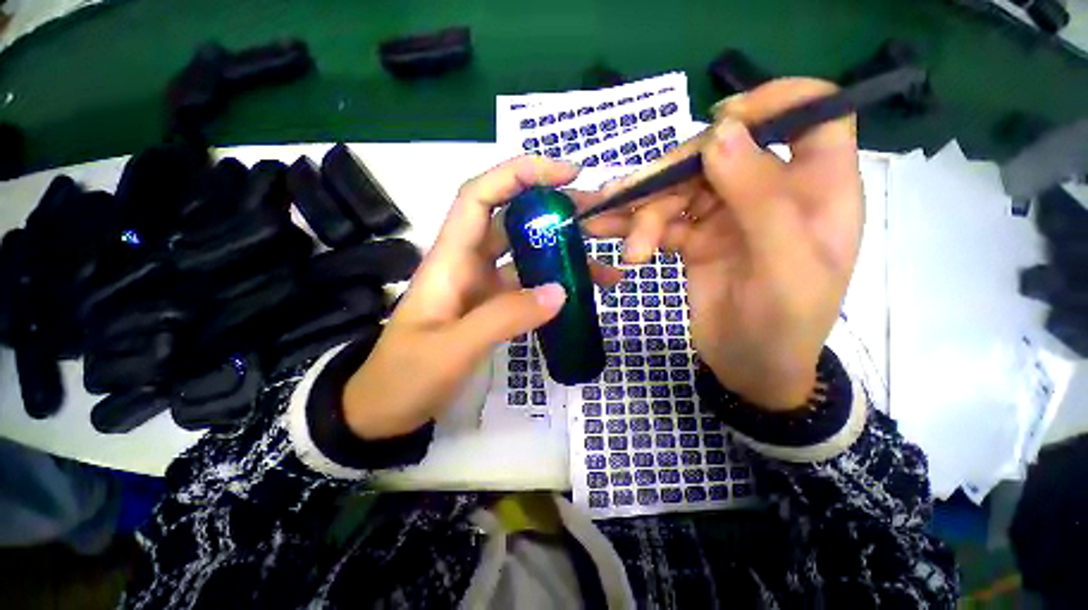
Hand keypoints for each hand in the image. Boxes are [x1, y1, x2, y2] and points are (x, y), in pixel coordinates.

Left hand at [342, 156, 622, 439]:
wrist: (387, 409)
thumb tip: (560, 292)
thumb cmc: (406, 376)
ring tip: (604, 265)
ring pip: (527, 256)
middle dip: (554, 211)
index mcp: (450, 259)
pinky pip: (529, 287)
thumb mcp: (452, 349)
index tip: (566, 174)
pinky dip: (555, 286)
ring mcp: (483, 286)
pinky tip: (580, 294)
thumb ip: (504, 318)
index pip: (481, 196)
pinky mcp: (493, 307)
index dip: (520, 175)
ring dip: (563, 255)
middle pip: (512, 220)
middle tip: (598, 216)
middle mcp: (468, 263)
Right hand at [585, 79, 862, 408]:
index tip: (722, 119)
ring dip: (641, 209)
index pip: (812, 114)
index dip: (773, 100)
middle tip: (629, 204)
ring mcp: (728, 215)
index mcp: (816, 189)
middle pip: (719, 153)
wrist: (750, 369)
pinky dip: (633, 225)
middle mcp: (771, 192)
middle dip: (670, 176)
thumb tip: (721, 133)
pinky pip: (661, 220)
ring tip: (606, 228)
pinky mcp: (696, 238)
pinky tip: (606, 232)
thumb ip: (760, 198)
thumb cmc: (783, 325)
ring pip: (680, 188)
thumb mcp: (784, 266)